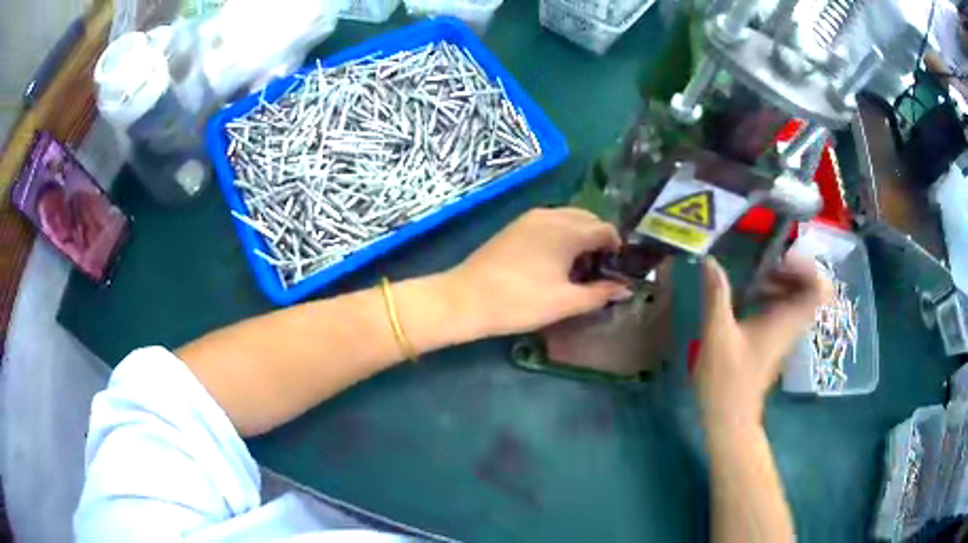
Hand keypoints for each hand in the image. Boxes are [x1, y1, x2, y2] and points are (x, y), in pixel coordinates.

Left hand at [445, 208, 630, 336]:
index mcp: (568, 230)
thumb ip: (600, 294)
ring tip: (576, 268)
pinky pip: (550, 222)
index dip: (616, 249)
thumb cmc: (521, 302)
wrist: (466, 299)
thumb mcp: (565, 302)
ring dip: (580, 236)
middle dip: (599, 240)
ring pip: (568, 218)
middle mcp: (552, 215)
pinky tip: (554, 261)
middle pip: (588, 219)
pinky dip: (561, 234)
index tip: (615, 271)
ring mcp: (530, 218)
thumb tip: (625, 289)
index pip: (605, 229)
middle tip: (597, 270)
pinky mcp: (515, 225)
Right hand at [696, 256, 831, 433]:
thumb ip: (716, 296)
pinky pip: (785, 307)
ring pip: (798, 296)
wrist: (730, 420)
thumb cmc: (726, 381)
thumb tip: (710, 260)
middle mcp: (792, 323)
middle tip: (765, 267)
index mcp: (787, 320)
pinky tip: (748, 297)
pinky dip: (773, 295)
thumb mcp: (717, 335)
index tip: (780, 260)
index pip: (820, 288)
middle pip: (811, 287)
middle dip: (790, 269)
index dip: (807, 266)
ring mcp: (786, 332)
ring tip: (754, 280)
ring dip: (780, 281)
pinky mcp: (776, 339)